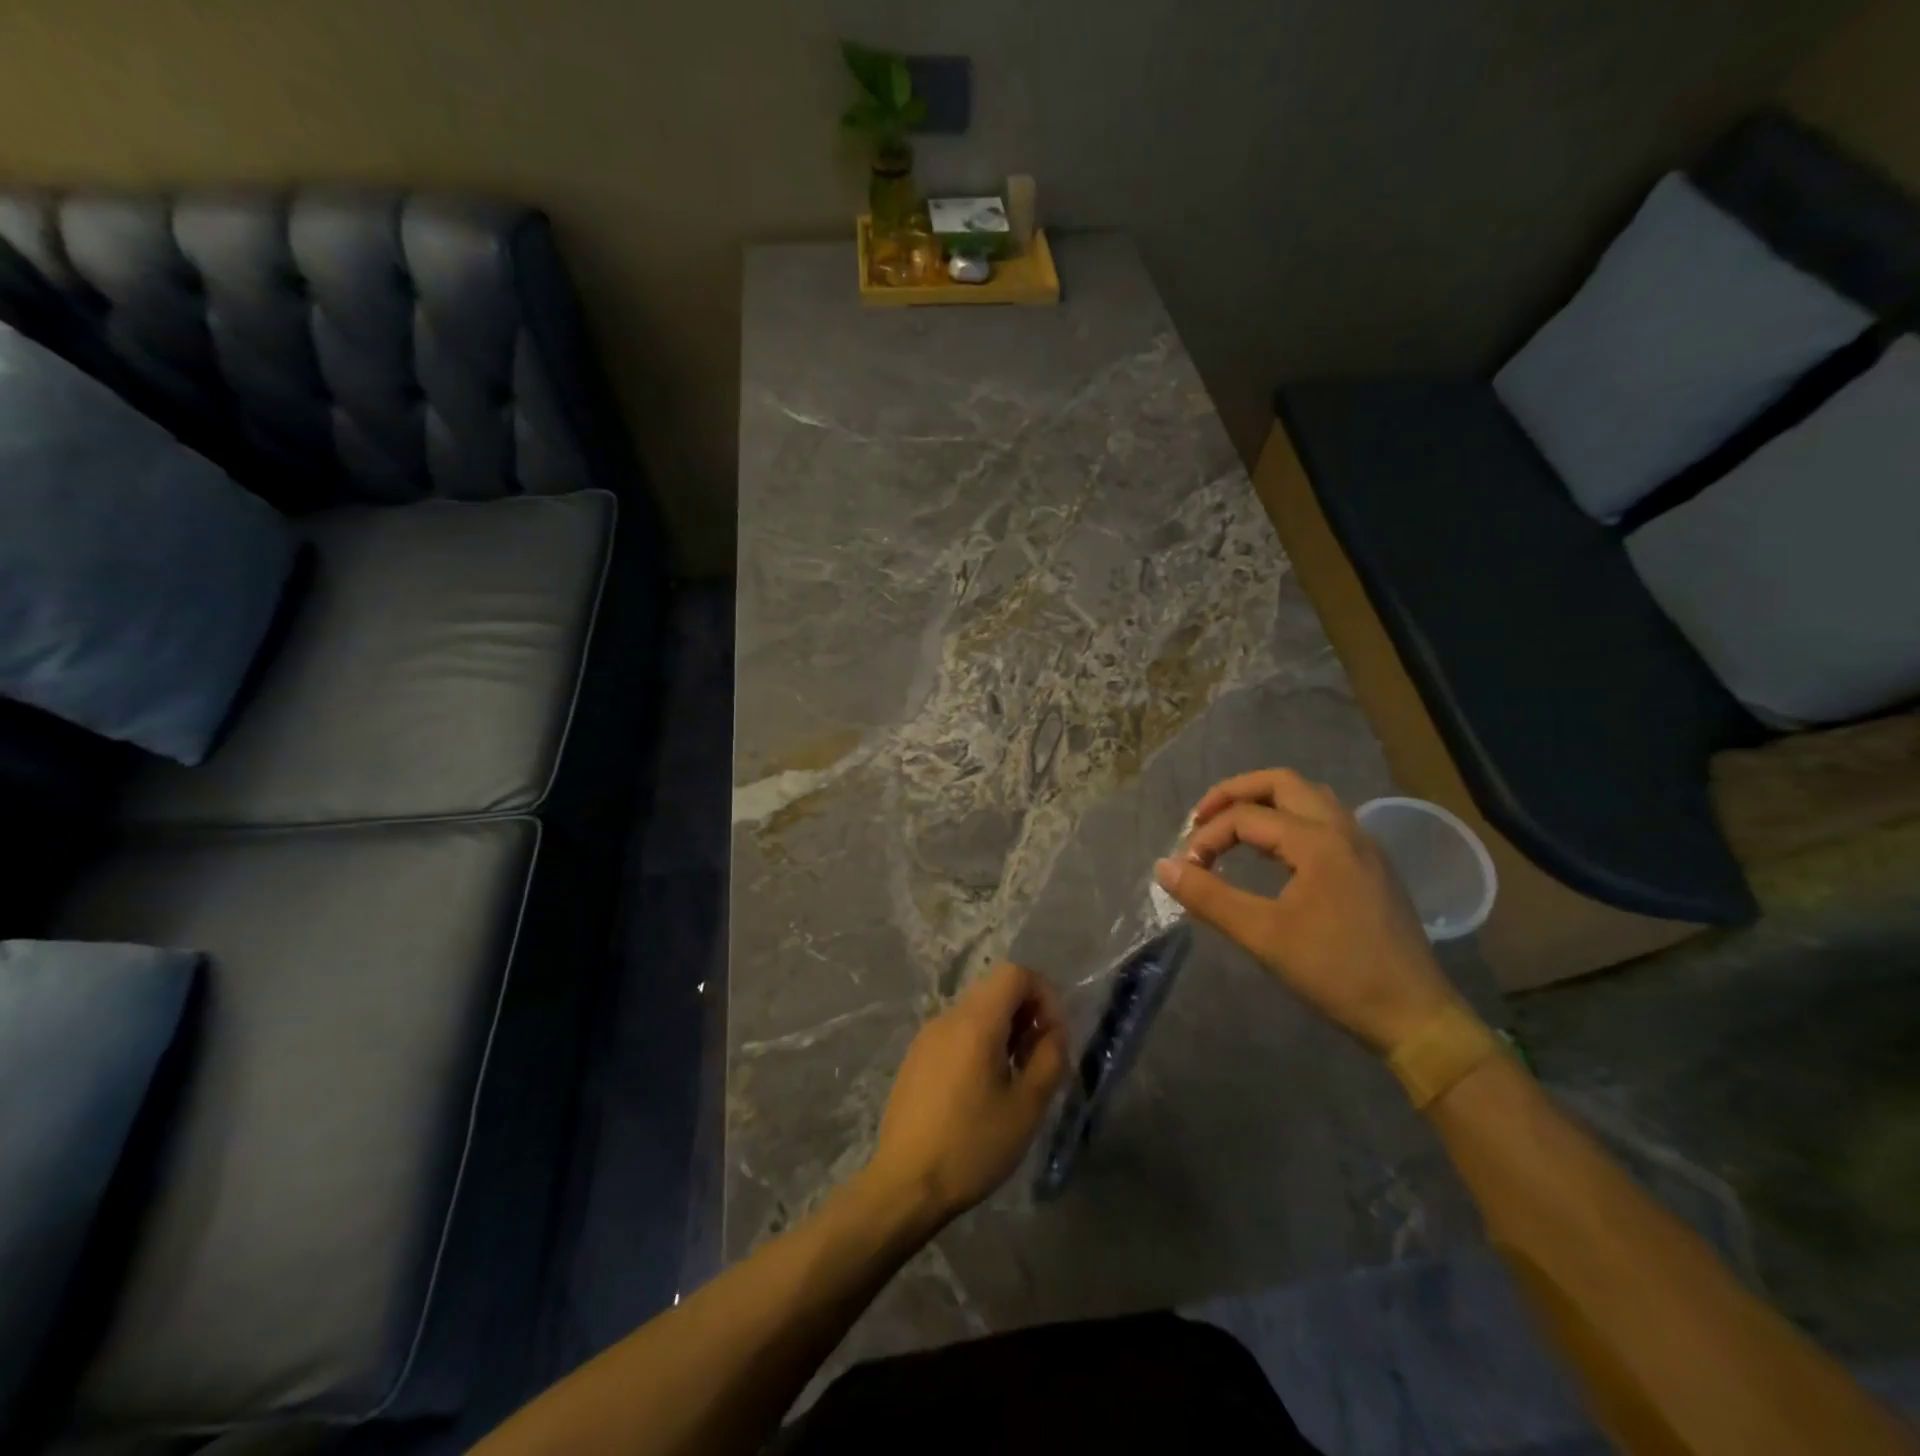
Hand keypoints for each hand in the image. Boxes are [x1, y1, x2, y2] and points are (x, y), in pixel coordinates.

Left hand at [864, 961, 1067, 1226]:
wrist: (905, 1184)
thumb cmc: (972, 1145)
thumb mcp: (1026, 1107)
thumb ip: (1050, 1059)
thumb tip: (1055, 1032)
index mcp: (976, 1021)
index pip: (1015, 973)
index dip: (1044, 993)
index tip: (1054, 1035)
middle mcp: (948, 1017)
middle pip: (995, 989)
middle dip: (1026, 1013)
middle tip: (1039, 1058)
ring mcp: (927, 1036)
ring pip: (975, 1011)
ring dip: (1004, 1030)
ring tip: (1014, 1077)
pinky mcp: (915, 1058)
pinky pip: (956, 1032)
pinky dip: (979, 1043)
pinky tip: (982, 1089)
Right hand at [1154, 769, 1457, 1053]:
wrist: (1415, 1016)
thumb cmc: (1336, 973)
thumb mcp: (1263, 936)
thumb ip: (1209, 897)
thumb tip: (1163, 867)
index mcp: (1318, 841)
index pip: (1246, 817)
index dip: (1207, 837)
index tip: (1187, 871)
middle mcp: (1343, 829)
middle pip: (1281, 783)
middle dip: (1235, 794)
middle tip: (1201, 820)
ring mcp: (1363, 846)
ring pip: (1308, 797)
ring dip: (1264, 803)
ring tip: (1232, 831)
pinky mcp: (1371, 866)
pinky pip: (1324, 820)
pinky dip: (1289, 820)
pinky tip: (1274, 855)